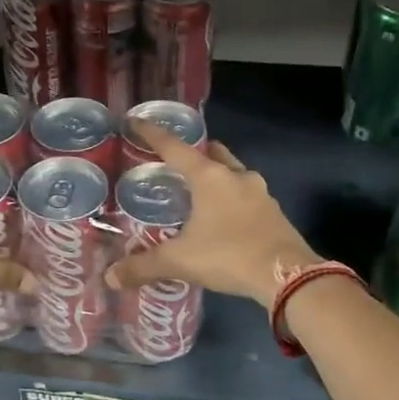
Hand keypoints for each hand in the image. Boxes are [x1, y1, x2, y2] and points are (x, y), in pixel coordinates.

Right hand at [105, 121, 318, 305]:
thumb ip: (143, 266)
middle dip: (194, 153)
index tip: (136, 122)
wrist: (287, 276)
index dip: (152, 134)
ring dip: (217, 177)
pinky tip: (224, 219)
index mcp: (209, 177)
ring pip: (233, 173)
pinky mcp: (274, 212)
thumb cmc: (228, 256)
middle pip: (211, 153)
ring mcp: (260, 193)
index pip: (174, 147)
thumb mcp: (180, 261)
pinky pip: (247, 196)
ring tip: (199, 193)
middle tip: (174, 163)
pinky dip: (232, 200)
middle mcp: (236, 176)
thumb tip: (111, 277)